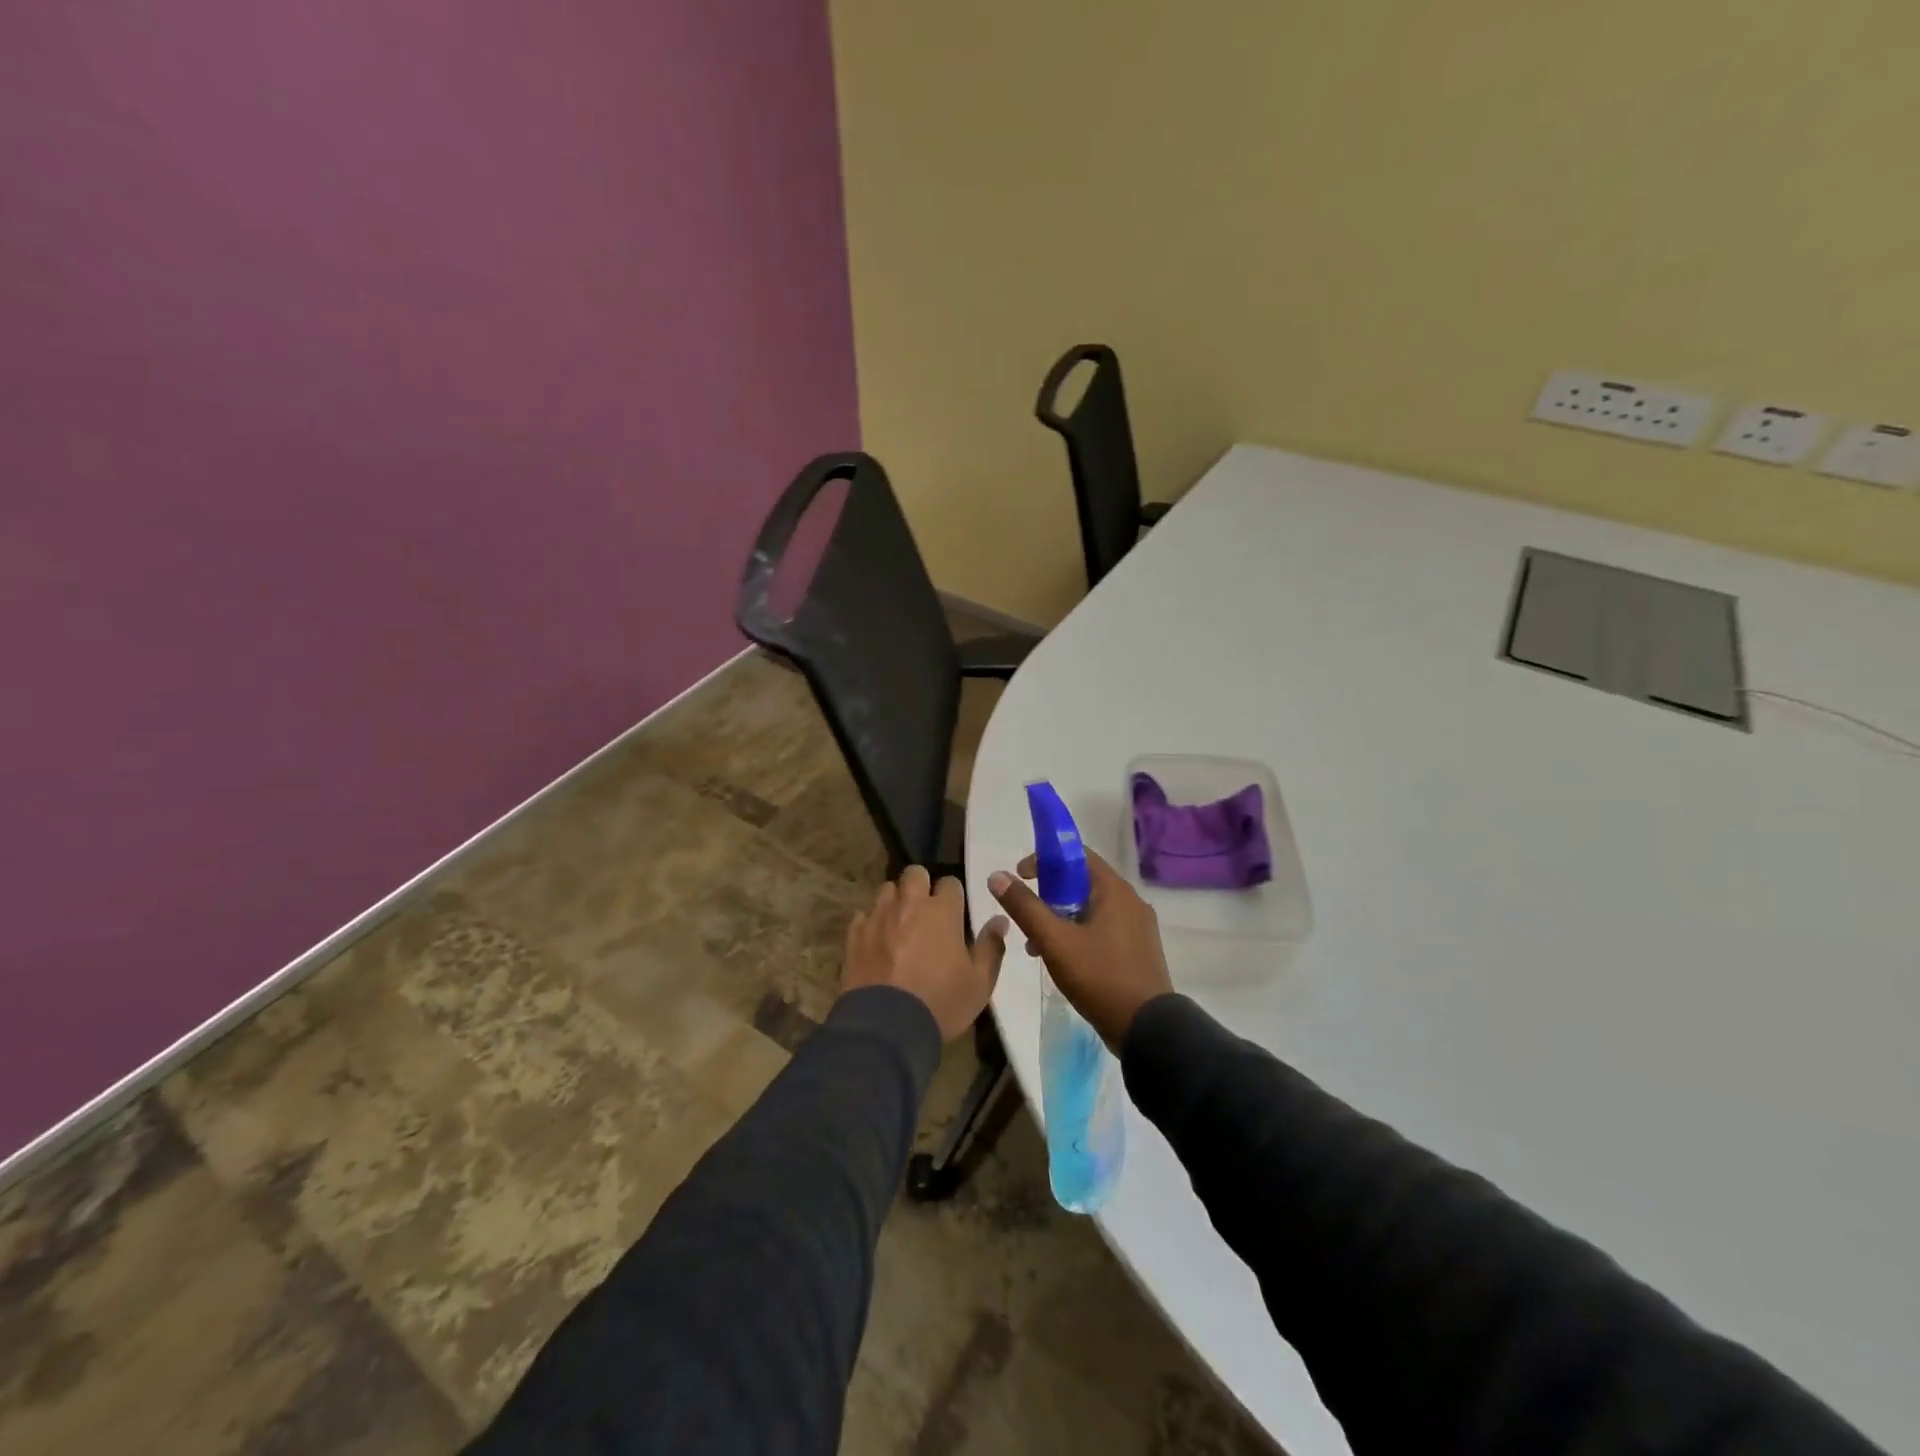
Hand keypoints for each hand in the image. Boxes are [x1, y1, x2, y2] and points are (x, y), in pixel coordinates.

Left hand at [842, 866, 1010, 1041]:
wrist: (885, 1029)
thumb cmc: (940, 1003)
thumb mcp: (979, 983)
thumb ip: (991, 947)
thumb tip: (1000, 920)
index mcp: (941, 911)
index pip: (950, 882)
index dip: (953, 896)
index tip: (955, 915)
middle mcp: (908, 904)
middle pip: (914, 873)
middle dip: (921, 885)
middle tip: (926, 911)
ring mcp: (878, 917)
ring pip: (887, 890)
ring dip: (896, 901)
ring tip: (900, 924)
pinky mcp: (854, 934)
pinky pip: (864, 916)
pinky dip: (872, 923)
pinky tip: (877, 942)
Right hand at [988, 849, 1172, 1050]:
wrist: (1147, 1029)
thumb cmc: (1099, 976)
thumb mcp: (1054, 941)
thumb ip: (1024, 907)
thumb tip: (997, 875)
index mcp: (1115, 889)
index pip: (1077, 855)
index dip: (1045, 859)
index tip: (1021, 877)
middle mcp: (1131, 901)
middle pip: (1082, 883)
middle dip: (1049, 895)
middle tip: (1027, 916)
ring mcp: (1138, 927)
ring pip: (1091, 909)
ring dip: (1061, 919)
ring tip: (1036, 946)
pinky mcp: (1139, 950)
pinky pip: (1103, 929)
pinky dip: (1079, 934)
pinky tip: (1062, 960)